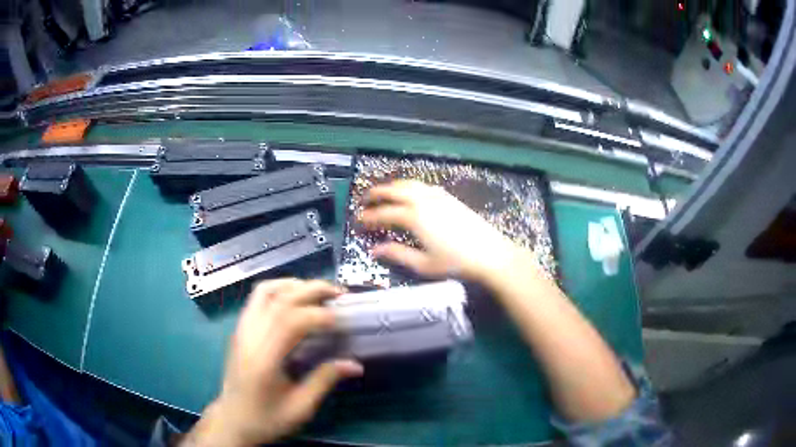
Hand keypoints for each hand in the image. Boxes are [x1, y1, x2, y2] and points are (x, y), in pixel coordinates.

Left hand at [183, 279, 362, 446]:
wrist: (233, 420)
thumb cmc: (266, 418)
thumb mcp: (300, 407)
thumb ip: (325, 380)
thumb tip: (355, 364)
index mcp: (263, 359)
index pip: (290, 321)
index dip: (319, 315)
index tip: (343, 320)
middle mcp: (249, 337)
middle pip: (278, 299)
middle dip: (312, 290)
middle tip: (339, 293)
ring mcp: (241, 330)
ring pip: (264, 292)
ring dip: (293, 285)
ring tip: (317, 292)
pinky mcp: (239, 329)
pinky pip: (257, 298)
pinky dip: (278, 290)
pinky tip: (294, 299)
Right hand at [360, 180, 521, 282]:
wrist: (490, 254)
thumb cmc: (455, 263)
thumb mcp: (423, 264)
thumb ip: (397, 254)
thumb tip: (375, 250)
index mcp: (413, 217)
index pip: (383, 213)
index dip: (368, 217)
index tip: (357, 221)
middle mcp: (422, 200)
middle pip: (393, 190)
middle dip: (375, 194)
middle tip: (364, 201)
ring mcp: (437, 196)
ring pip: (408, 184)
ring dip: (392, 187)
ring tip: (382, 194)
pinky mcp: (449, 197)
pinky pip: (423, 185)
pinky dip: (409, 186)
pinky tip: (409, 194)